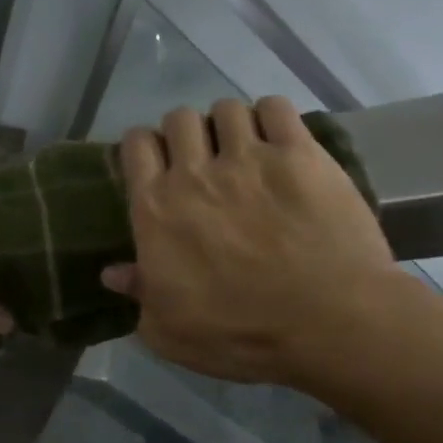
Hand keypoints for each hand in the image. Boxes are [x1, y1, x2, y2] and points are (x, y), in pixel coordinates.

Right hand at [103, 98, 402, 386]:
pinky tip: (277, 138)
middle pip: (178, 119)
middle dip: (185, 133)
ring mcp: (249, 159)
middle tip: (200, 159)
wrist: (331, 325)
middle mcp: (194, 173)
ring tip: (242, 147)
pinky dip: (271, 116)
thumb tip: (112, 272)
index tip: (154, 163)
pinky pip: (277, 108)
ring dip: (227, 124)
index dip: (143, 147)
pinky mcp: (301, 155)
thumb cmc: (240, 334)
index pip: (135, 146)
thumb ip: (137, 294)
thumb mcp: (168, 330)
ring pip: (226, 109)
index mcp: (155, 209)